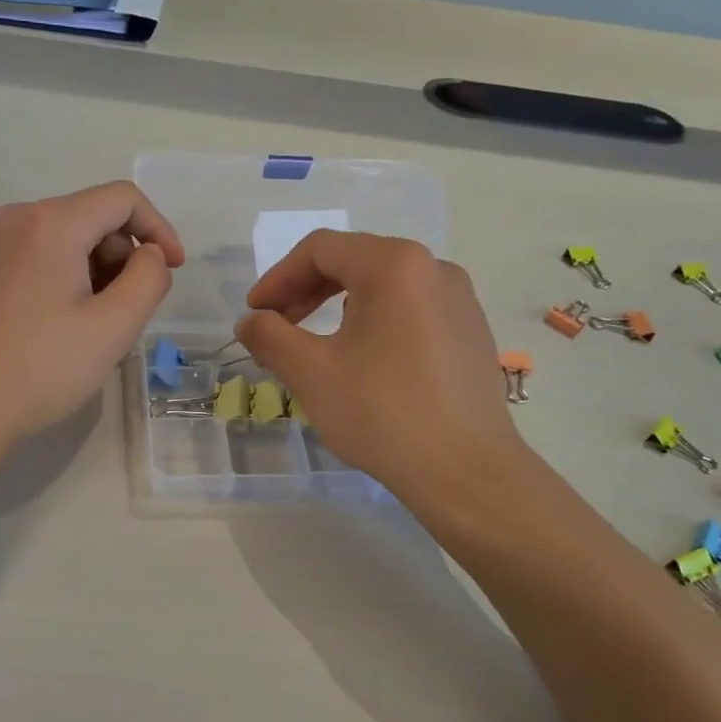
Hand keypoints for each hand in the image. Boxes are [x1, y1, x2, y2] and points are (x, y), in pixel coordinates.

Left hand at [0, 182, 184, 451]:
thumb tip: (148, 255)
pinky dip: (69, 278)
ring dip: (98, 271)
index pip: (123, 198)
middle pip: (94, 217)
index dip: (159, 229)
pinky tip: (66, 325)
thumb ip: (148, 279)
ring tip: (96, 326)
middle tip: (128, 314)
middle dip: (124, 257)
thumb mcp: (113, 327)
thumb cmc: (42, 369)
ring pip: (69, 238)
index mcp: (50, 223)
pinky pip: (42, 255)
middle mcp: (17, 218)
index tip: (173, 271)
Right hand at [234, 232, 521, 497]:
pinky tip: (364, 363)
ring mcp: (460, 301)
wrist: (465, 471)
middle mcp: (434, 269)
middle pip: (354, 261)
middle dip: (306, 291)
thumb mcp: (311, 372)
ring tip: (316, 348)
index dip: (278, 278)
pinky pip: (411, 311)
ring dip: (339, 307)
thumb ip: (270, 337)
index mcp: (395, 265)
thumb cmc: (382, 413)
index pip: (320, 250)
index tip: (255, 314)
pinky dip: (374, 324)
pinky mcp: (471, 333)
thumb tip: (249, 322)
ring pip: (384, 287)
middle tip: (277, 327)